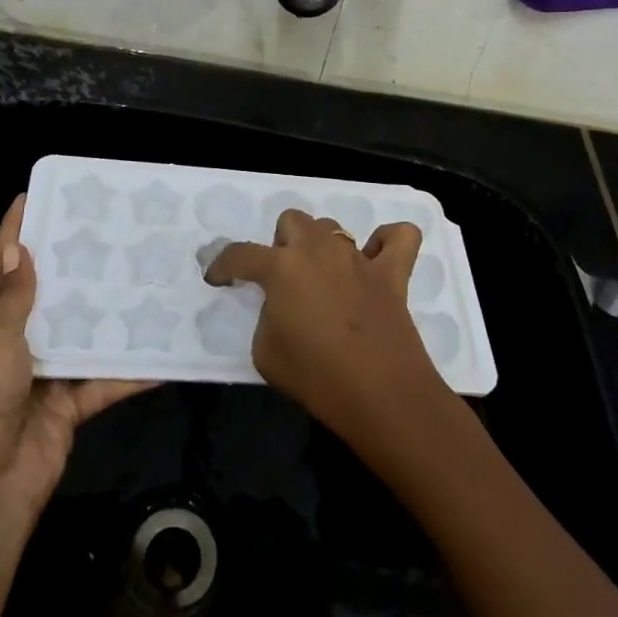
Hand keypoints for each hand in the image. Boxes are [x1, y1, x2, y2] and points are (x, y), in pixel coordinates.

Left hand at [0, 196, 151, 529]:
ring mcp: (43, 376)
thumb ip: (13, 299)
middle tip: (104, 230)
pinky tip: (161, 353)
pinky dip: (130, 372)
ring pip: (80, 335)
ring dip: (105, 314)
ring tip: (139, 277)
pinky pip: (103, 381)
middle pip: (45, 296)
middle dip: (69, 266)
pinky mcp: (69, 405)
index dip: (12, 233)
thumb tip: (19, 249)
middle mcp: (14, 345)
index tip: (32, 197)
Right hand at [205, 209, 448, 444]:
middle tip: (283, 278)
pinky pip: (399, 237)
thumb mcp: (266, 352)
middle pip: (292, 221)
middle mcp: (318, 250)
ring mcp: (358, 258)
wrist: (380, 395)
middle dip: (282, 244)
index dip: (223, 265)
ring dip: (322, 245)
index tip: (218, 279)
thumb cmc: (315, 377)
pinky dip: (387, 241)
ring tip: (323, 276)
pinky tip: (378, 258)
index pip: (241, 254)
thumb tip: (280, 306)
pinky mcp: (392, 272)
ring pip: (333, 227)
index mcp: (282, 267)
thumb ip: (267, 316)